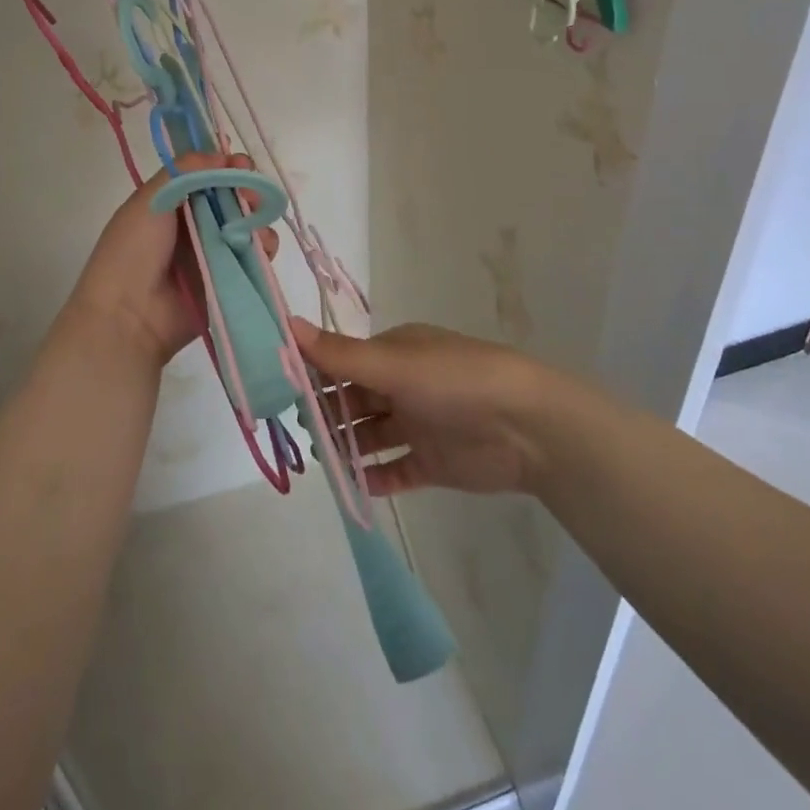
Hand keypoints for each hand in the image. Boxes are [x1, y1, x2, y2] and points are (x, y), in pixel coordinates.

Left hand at [65, 154, 273, 367]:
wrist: (128, 317)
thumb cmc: (132, 251)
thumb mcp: (150, 199)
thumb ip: (186, 170)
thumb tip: (223, 155)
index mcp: (172, 201)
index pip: (208, 175)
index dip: (228, 166)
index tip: (241, 164)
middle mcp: (194, 224)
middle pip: (233, 198)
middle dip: (248, 190)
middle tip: (252, 195)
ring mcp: (214, 252)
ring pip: (248, 225)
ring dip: (257, 219)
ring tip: (253, 226)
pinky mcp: (230, 279)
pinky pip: (256, 257)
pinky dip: (263, 248)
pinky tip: (260, 247)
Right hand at [294, 319, 557, 495]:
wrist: (526, 428)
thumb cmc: (453, 382)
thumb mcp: (392, 364)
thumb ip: (339, 355)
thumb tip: (287, 323)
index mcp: (395, 353)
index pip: (344, 363)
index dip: (315, 377)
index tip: (283, 394)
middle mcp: (403, 385)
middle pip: (354, 400)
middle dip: (327, 415)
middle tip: (299, 433)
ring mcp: (419, 424)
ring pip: (371, 436)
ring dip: (347, 447)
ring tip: (321, 461)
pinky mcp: (433, 461)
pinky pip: (395, 470)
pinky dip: (375, 477)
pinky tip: (354, 487)